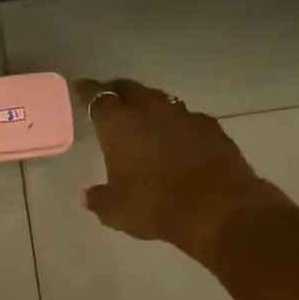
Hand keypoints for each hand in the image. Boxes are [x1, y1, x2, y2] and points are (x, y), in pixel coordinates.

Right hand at [72, 78, 279, 256]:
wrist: (218, 209)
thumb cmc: (155, 206)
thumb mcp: (116, 211)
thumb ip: (99, 199)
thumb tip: (90, 196)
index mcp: (118, 123)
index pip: (96, 96)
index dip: (86, 91)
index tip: (80, 88)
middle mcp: (149, 109)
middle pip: (129, 89)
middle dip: (117, 93)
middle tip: (110, 102)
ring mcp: (184, 115)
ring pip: (159, 101)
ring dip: (149, 107)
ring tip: (144, 121)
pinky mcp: (212, 127)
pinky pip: (187, 119)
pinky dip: (177, 126)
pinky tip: (178, 141)